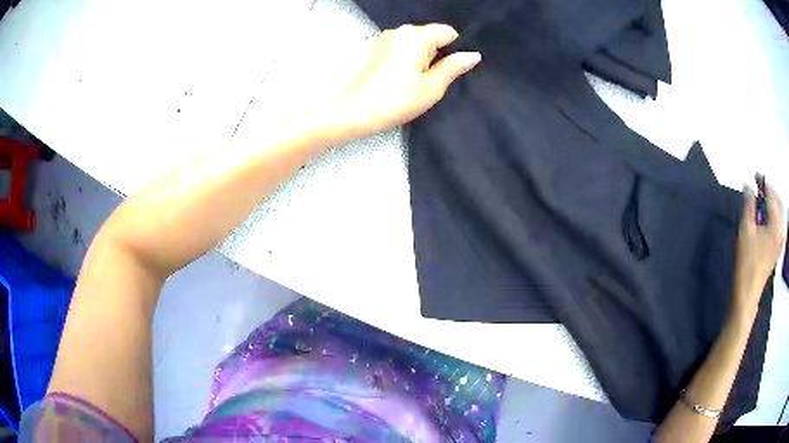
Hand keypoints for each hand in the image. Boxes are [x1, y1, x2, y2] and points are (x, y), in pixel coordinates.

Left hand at [328, 24, 480, 139]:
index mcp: (416, 36)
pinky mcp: (371, 49)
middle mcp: (398, 30)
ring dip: (418, 59)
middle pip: (429, 36)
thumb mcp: (432, 87)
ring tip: (410, 83)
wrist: (350, 112)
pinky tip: (396, 80)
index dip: (454, 50)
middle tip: (429, 81)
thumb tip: (473, 55)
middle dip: (435, 55)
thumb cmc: (394, 101)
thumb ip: (454, 67)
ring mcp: (383, 38)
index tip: (448, 71)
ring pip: (413, 44)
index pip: (448, 32)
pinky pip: (397, 49)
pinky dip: (402, 61)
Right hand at [732, 177, 784, 316]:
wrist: (748, 293)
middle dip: (770, 190)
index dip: (763, 182)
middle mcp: (781, 230)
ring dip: (772, 201)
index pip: (771, 195)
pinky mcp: (778, 248)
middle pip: (779, 202)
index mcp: (775, 225)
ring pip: (780, 213)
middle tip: (759, 183)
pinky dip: (774, 214)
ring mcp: (780, 241)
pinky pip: (779, 223)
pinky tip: (766, 214)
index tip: (754, 174)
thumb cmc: (746, 262)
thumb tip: (748, 185)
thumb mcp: (746, 230)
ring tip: (762, 197)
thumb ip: (749, 204)